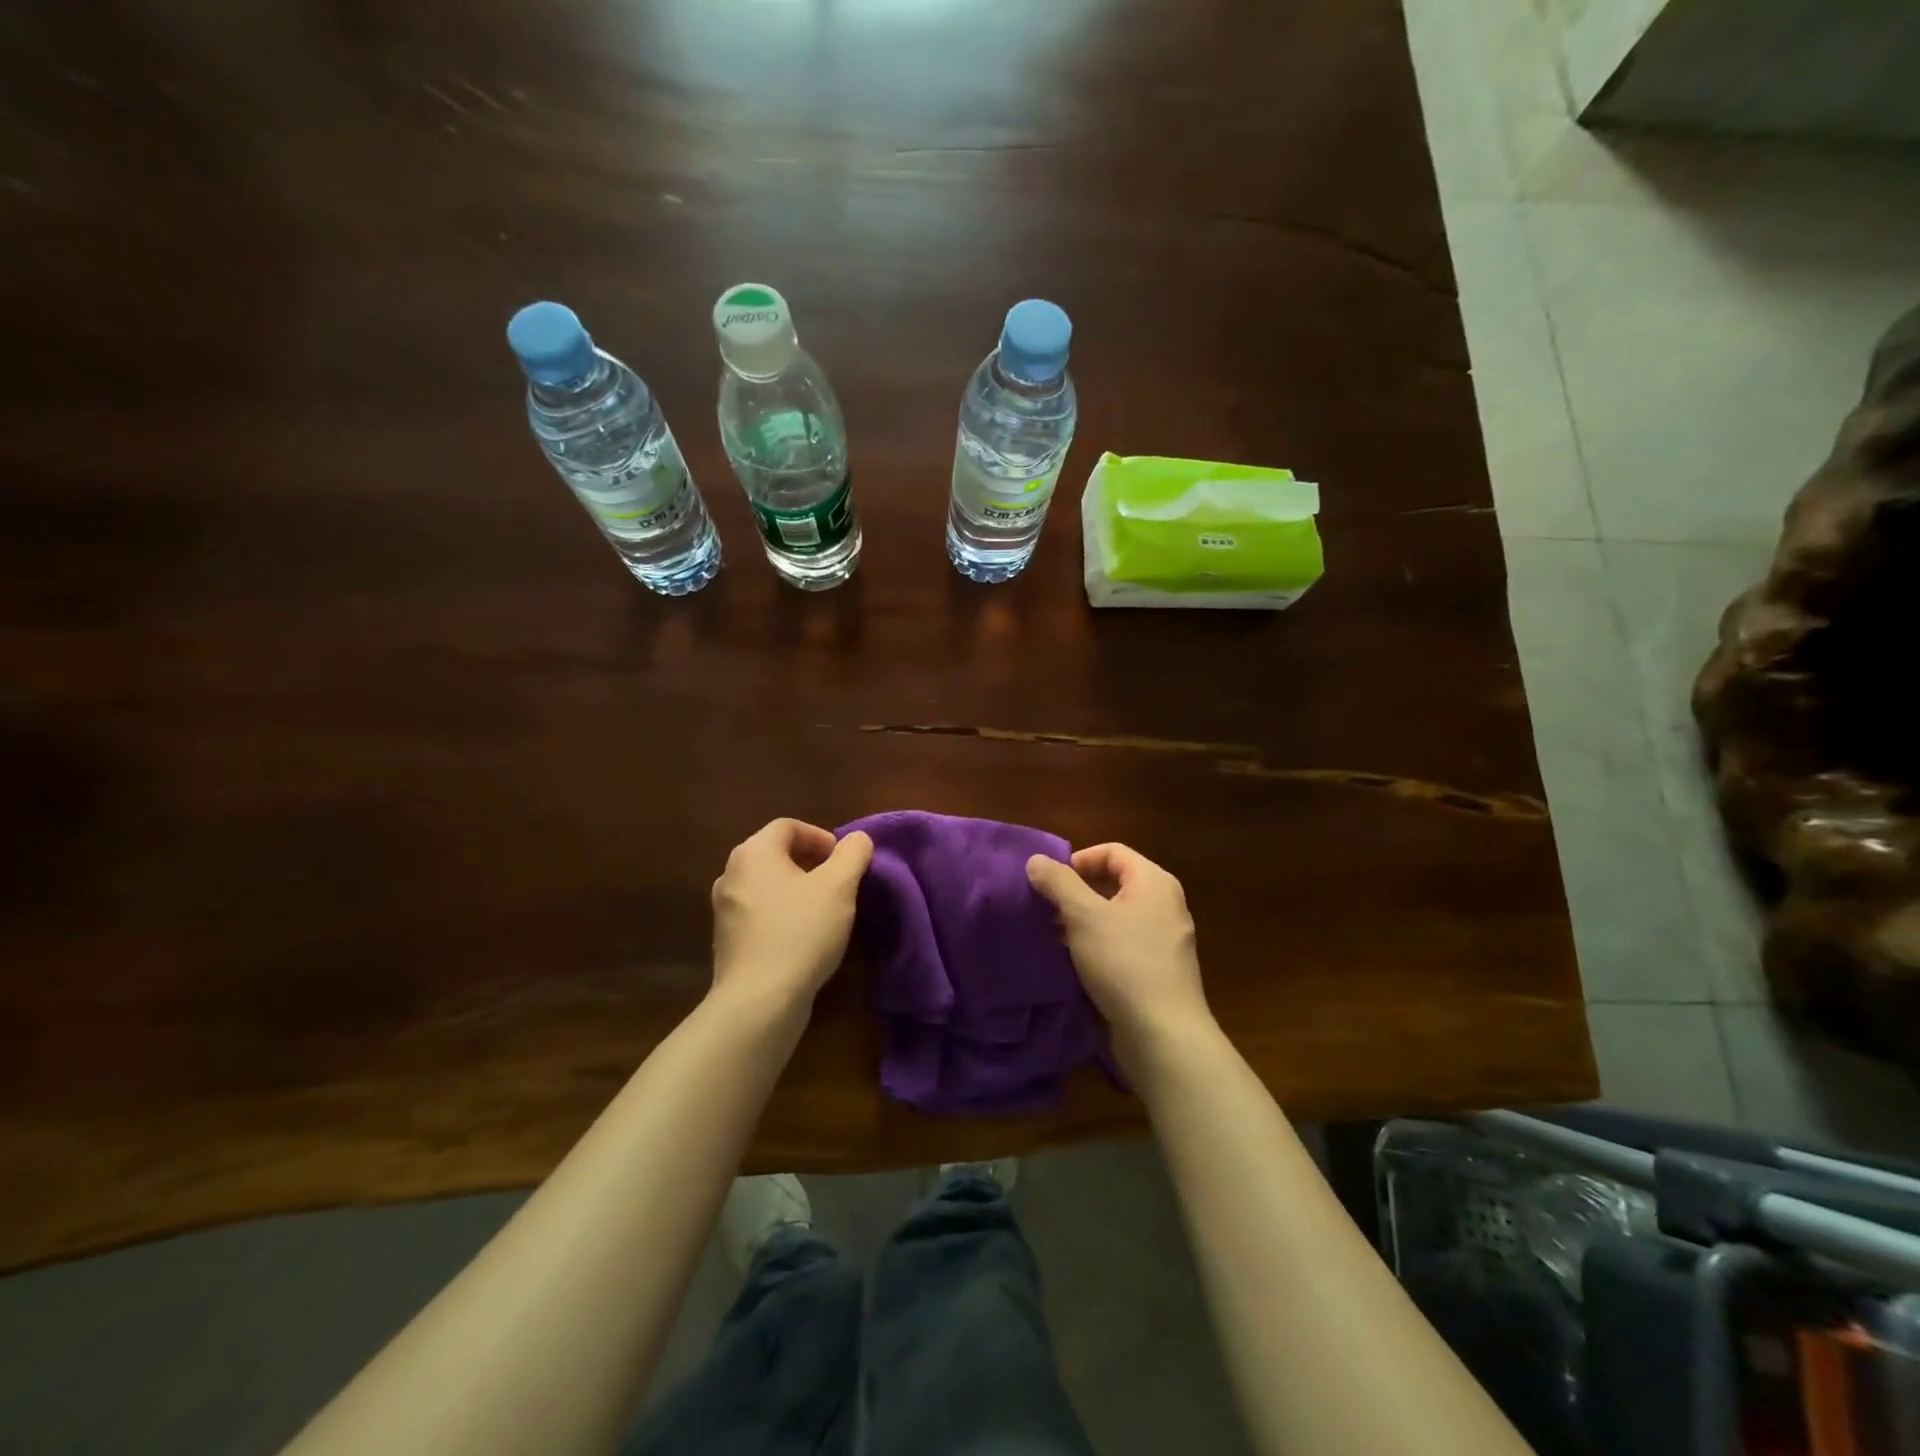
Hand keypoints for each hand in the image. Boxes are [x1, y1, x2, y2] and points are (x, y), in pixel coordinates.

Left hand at [711, 819, 872, 1015]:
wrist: (759, 1001)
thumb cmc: (800, 932)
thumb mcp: (839, 887)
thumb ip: (852, 854)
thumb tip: (857, 839)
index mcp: (753, 853)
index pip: (789, 826)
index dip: (821, 836)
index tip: (844, 861)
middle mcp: (731, 874)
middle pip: (776, 854)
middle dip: (811, 863)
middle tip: (839, 884)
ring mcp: (725, 909)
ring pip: (768, 885)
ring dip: (798, 890)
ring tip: (825, 911)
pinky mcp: (727, 941)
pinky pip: (760, 914)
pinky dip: (783, 915)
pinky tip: (804, 938)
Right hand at [1027, 843, 1210, 1051]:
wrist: (1164, 1034)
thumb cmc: (1124, 962)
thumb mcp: (1083, 916)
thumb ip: (1058, 883)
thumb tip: (1036, 859)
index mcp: (1154, 881)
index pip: (1112, 851)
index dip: (1078, 860)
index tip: (1050, 883)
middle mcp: (1165, 904)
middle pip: (1115, 882)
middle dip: (1077, 892)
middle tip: (1046, 909)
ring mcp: (1165, 939)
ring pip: (1117, 915)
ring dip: (1084, 921)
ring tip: (1054, 936)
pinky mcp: (1160, 969)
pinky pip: (1124, 943)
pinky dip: (1099, 944)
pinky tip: (1077, 963)